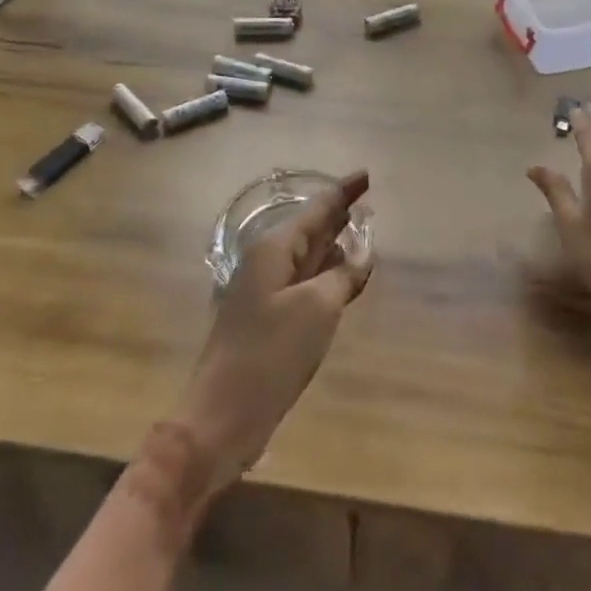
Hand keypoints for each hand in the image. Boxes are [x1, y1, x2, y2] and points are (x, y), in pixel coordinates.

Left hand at [172, 171, 372, 492]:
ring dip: (334, 247)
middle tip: (367, 202)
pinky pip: (305, 286)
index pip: (316, 210)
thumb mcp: (317, 309)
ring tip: (363, 237)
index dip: (343, 193)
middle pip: (310, 231)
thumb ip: (343, 276)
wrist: (224, 415)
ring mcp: (267, 294)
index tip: (366, 174)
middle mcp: (268, 264)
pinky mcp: (270, 322)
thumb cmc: (270, 354)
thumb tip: (361, 254)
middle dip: (338, 217)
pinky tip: (345, 280)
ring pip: (308, 259)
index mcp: (274, 250)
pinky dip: (327, 278)